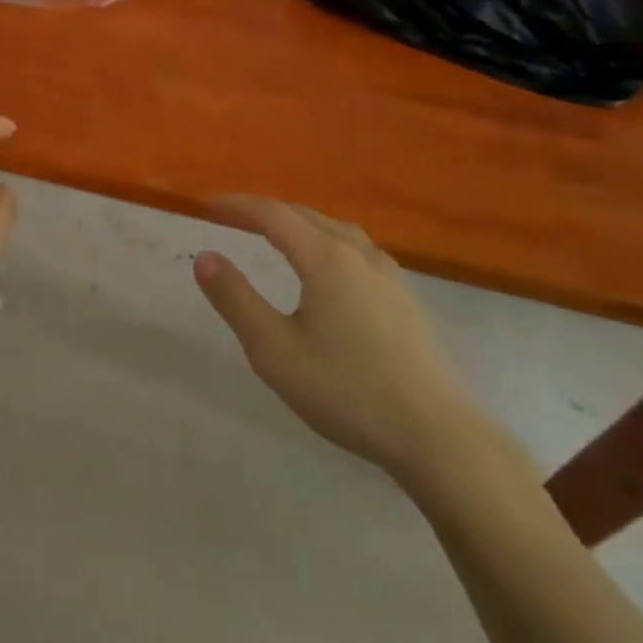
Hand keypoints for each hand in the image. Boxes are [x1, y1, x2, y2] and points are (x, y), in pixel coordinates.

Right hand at [194, 196, 478, 485]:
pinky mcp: (407, 299)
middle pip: (306, 215)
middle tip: (235, 218)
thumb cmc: (346, 390)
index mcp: (325, 258)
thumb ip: (235, 299)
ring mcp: (389, 275)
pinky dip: (328, 242)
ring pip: (337, 230)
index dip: (238, 205)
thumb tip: (204, 257)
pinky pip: (359, 250)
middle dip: (266, 211)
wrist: (437, 437)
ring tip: (279, 236)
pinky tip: (330, 270)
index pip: (273, 214)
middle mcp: (359, 254)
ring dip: (301, 224)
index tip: (209, 205)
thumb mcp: (273, 350)